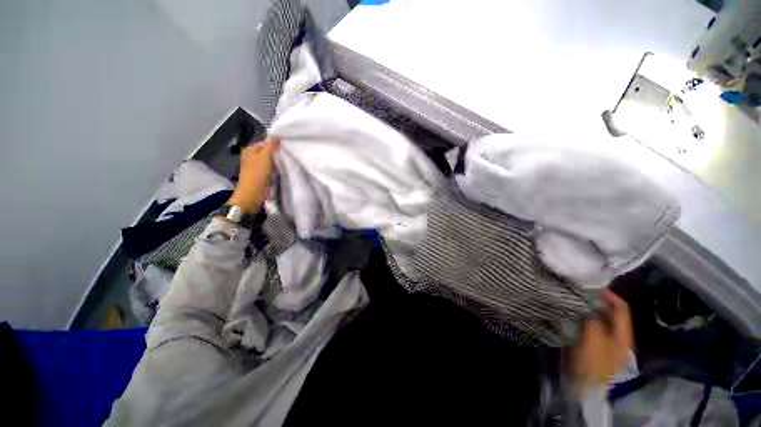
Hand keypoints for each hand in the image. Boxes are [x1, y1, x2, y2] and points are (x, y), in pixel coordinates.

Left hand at [227, 139, 279, 213]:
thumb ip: (271, 145)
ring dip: (277, 162)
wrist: (253, 193)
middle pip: (268, 152)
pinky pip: (271, 168)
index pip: (266, 142)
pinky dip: (276, 169)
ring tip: (285, 163)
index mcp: (250, 149)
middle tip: (287, 156)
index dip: (276, 144)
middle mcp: (252, 156)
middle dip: (277, 153)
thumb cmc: (258, 173)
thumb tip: (278, 135)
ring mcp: (256, 166)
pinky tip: (281, 171)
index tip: (286, 148)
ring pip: (270, 160)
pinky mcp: (261, 175)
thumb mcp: (265, 156)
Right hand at [570, 288, 633, 389]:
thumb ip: (593, 316)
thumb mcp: (593, 337)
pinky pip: (590, 325)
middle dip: (597, 301)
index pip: (621, 308)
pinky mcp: (592, 345)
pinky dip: (583, 317)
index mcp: (624, 334)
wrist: (583, 385)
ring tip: (573, 300)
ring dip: (588, 309)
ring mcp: (605, 342)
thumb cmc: (591, 361)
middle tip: (579, 291)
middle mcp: (618, 336)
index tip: (592, 285)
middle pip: (610, 313)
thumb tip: (588, 299)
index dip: (609, 295)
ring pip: (599, 319)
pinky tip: (572, 313)